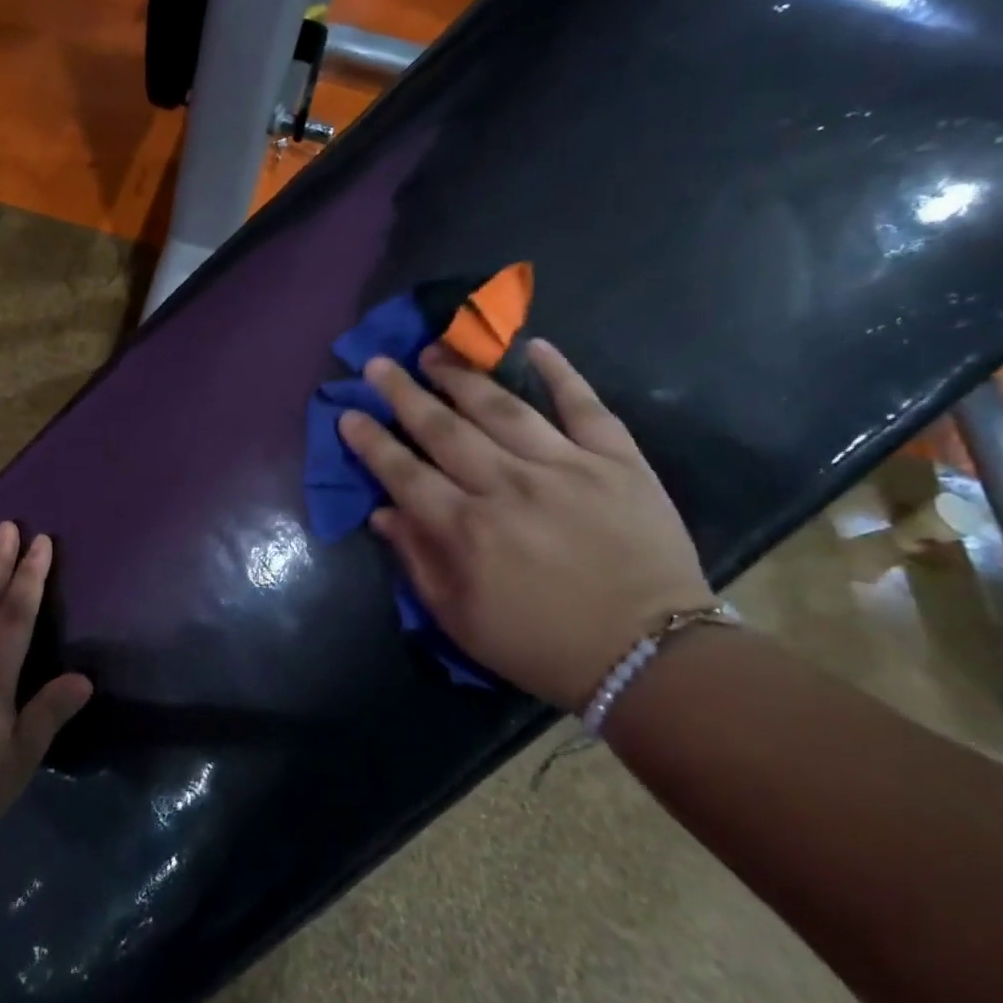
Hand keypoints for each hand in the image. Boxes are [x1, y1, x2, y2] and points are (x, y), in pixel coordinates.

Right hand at [338, 339, 709, 711]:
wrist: (653, 657)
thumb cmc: (544, 645)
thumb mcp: (462, 620)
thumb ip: (417, 561)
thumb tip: (381, 512)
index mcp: (466, 530)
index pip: (404, 473)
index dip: (371, 442)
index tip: (348, 413)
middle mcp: (507, 487)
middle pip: (443, 428)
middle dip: (403, 393)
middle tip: (377, 364)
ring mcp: (565, 467)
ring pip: (501, 408)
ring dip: (461, 376)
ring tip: (435, 352)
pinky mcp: (617, 461)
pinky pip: (584, 406)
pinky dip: (560, 373)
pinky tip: (534, 346)